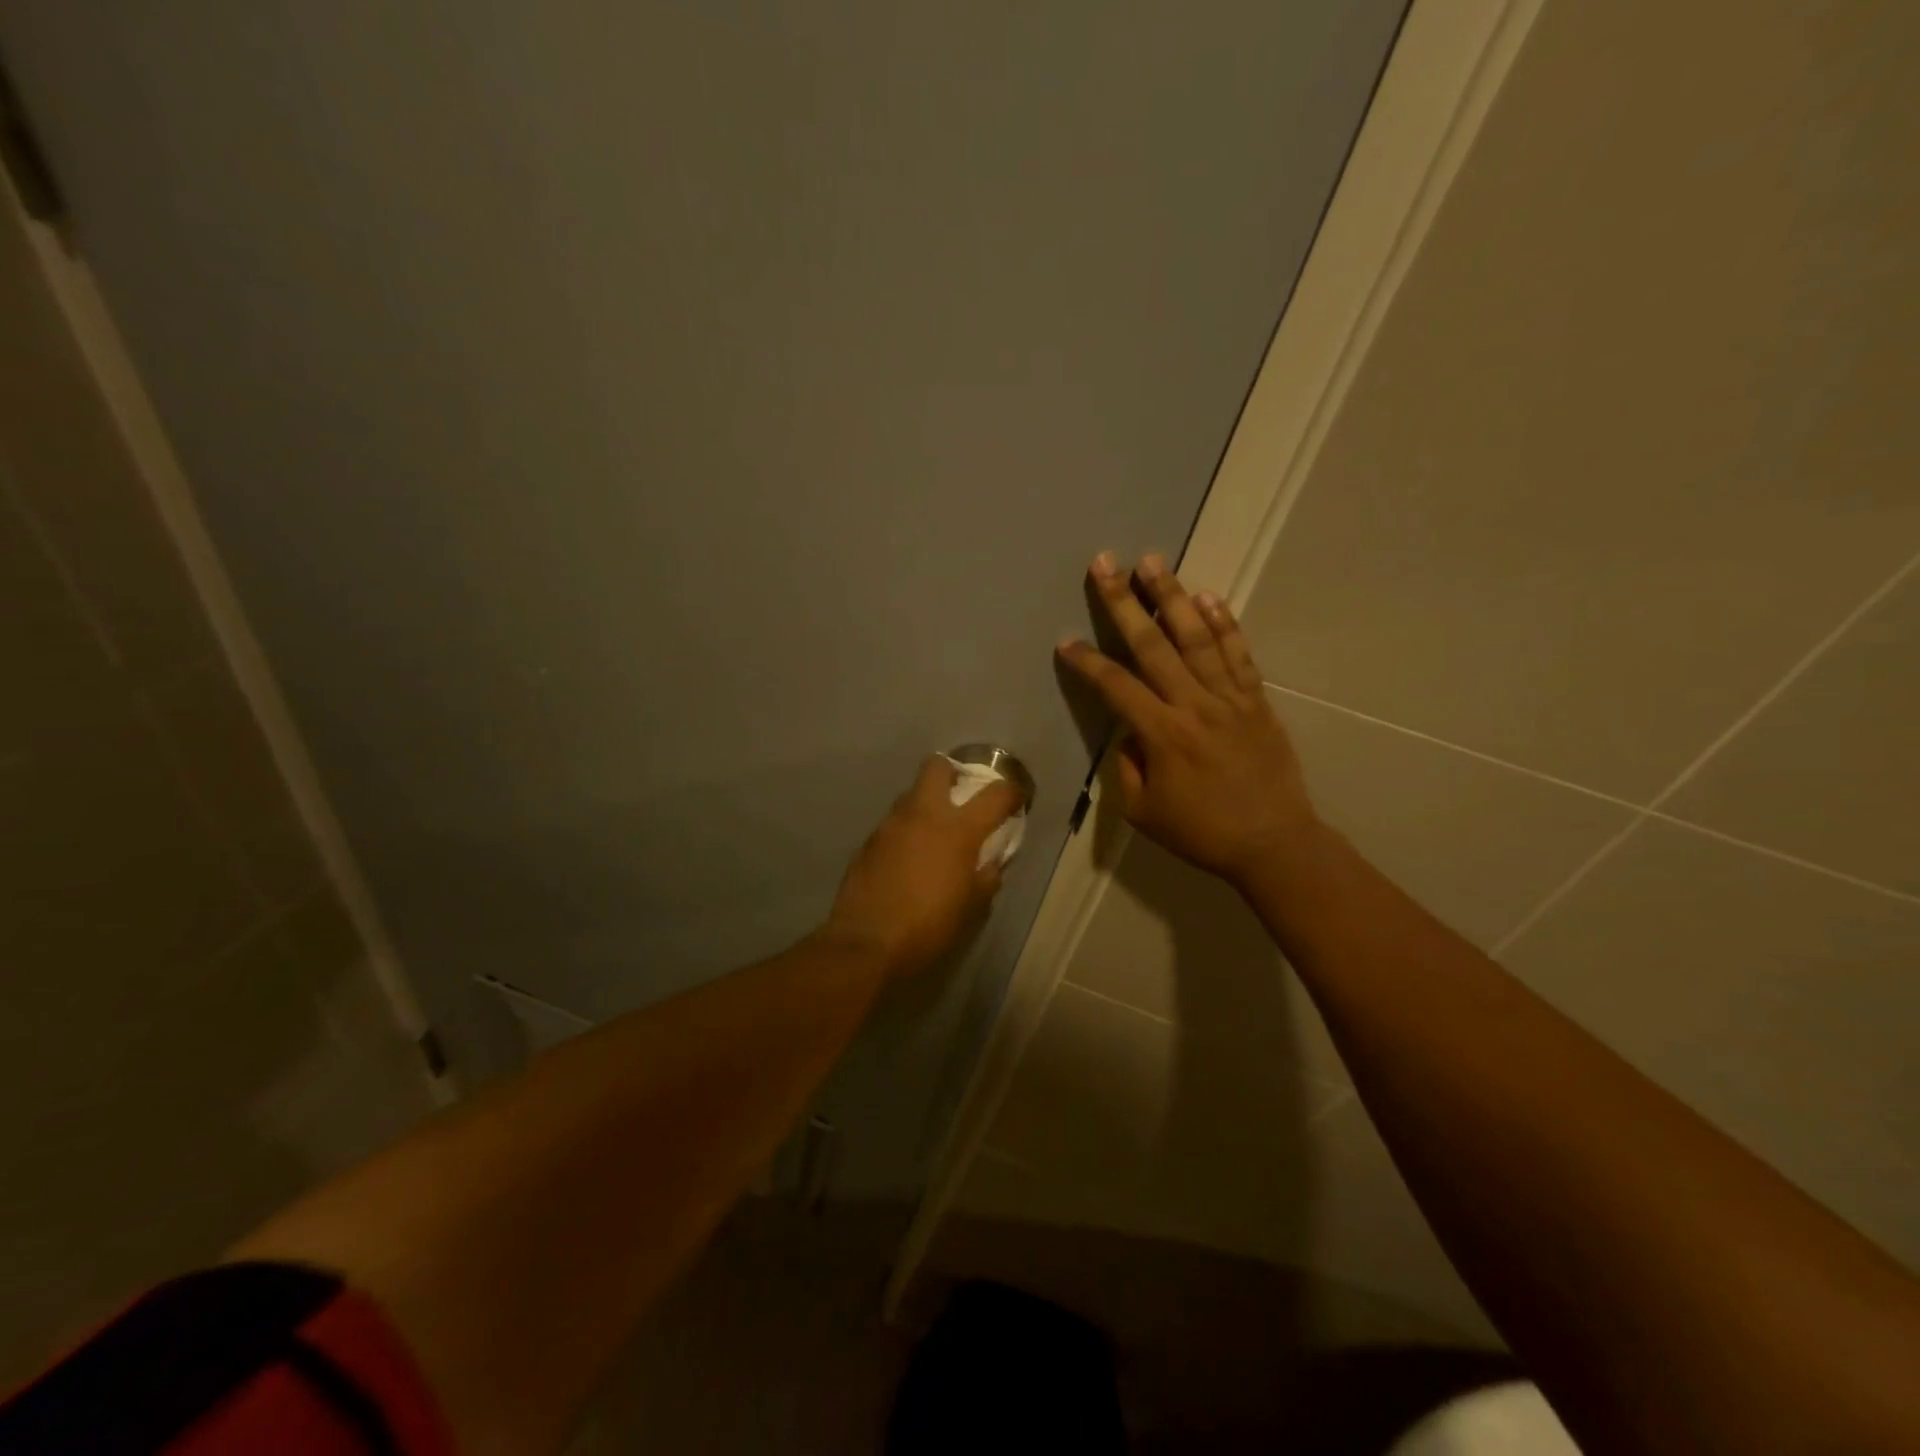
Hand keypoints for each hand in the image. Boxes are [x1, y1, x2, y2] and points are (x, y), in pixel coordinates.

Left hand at [824, 757, 1022, 976]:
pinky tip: (908, 858)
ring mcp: (890, 825)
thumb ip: (987, 876)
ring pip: (911, 795)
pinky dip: (906, 831)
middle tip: (962, 797)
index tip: (1016, 800)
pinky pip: (893, 823)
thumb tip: (991, 861)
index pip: (995, 794)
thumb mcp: (973, 907)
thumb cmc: (929, 927)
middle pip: (937, 767)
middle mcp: (923, 815)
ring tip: (934, 834)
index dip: (1012, 792)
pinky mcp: (868, 842)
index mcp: (958, 829)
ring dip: (927, 804)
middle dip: (953, 773)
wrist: (866, 944)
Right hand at [1056, 552, 1320, 889]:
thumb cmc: (1202, 833)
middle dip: (1124, 601)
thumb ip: (1127, 767)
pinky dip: (1224, 623)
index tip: (1066, 641)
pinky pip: (1239, 655)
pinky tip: (1208, 596)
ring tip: (1152, 560)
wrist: (1274, 843)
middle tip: (1105, 563)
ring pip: (1197, 637)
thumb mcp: (1143, 812)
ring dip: (1172, 595)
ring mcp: (1230, 698)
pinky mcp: (1256, 701)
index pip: (1115, 687)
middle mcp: (1194, 705)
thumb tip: (1129, 733)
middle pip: (1153, 644)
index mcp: (1162, 735)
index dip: (1087, 662)